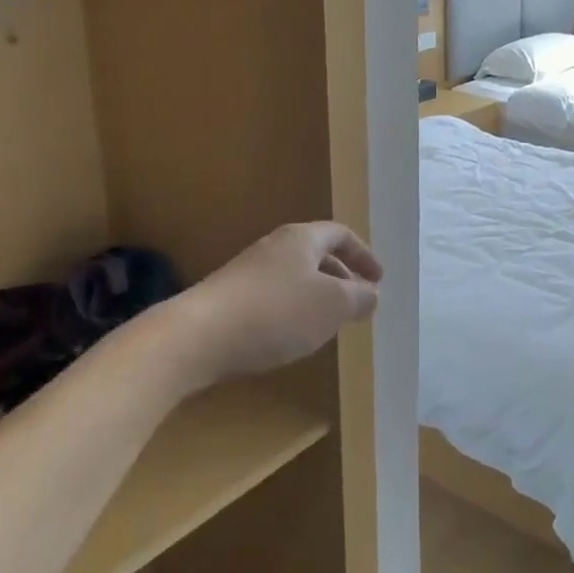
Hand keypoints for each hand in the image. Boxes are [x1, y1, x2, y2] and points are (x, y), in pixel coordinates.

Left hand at [173, 221, 382, 391]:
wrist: (195, 338)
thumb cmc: (276, 313)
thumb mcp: (333, 306)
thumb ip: (360, 298)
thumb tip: (372, 294)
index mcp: (302, 239)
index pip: (340, 234)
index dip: (363, 255)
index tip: (378, 279)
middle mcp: (274, 248)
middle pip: (316, 255)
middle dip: (342, 278)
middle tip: (357, 303)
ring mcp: (246, 273)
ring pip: (294, 278)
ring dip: (316, 297)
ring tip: (328, 324)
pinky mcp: (227, 299)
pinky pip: (272, 298)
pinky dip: (291, 311)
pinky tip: (290, 337)